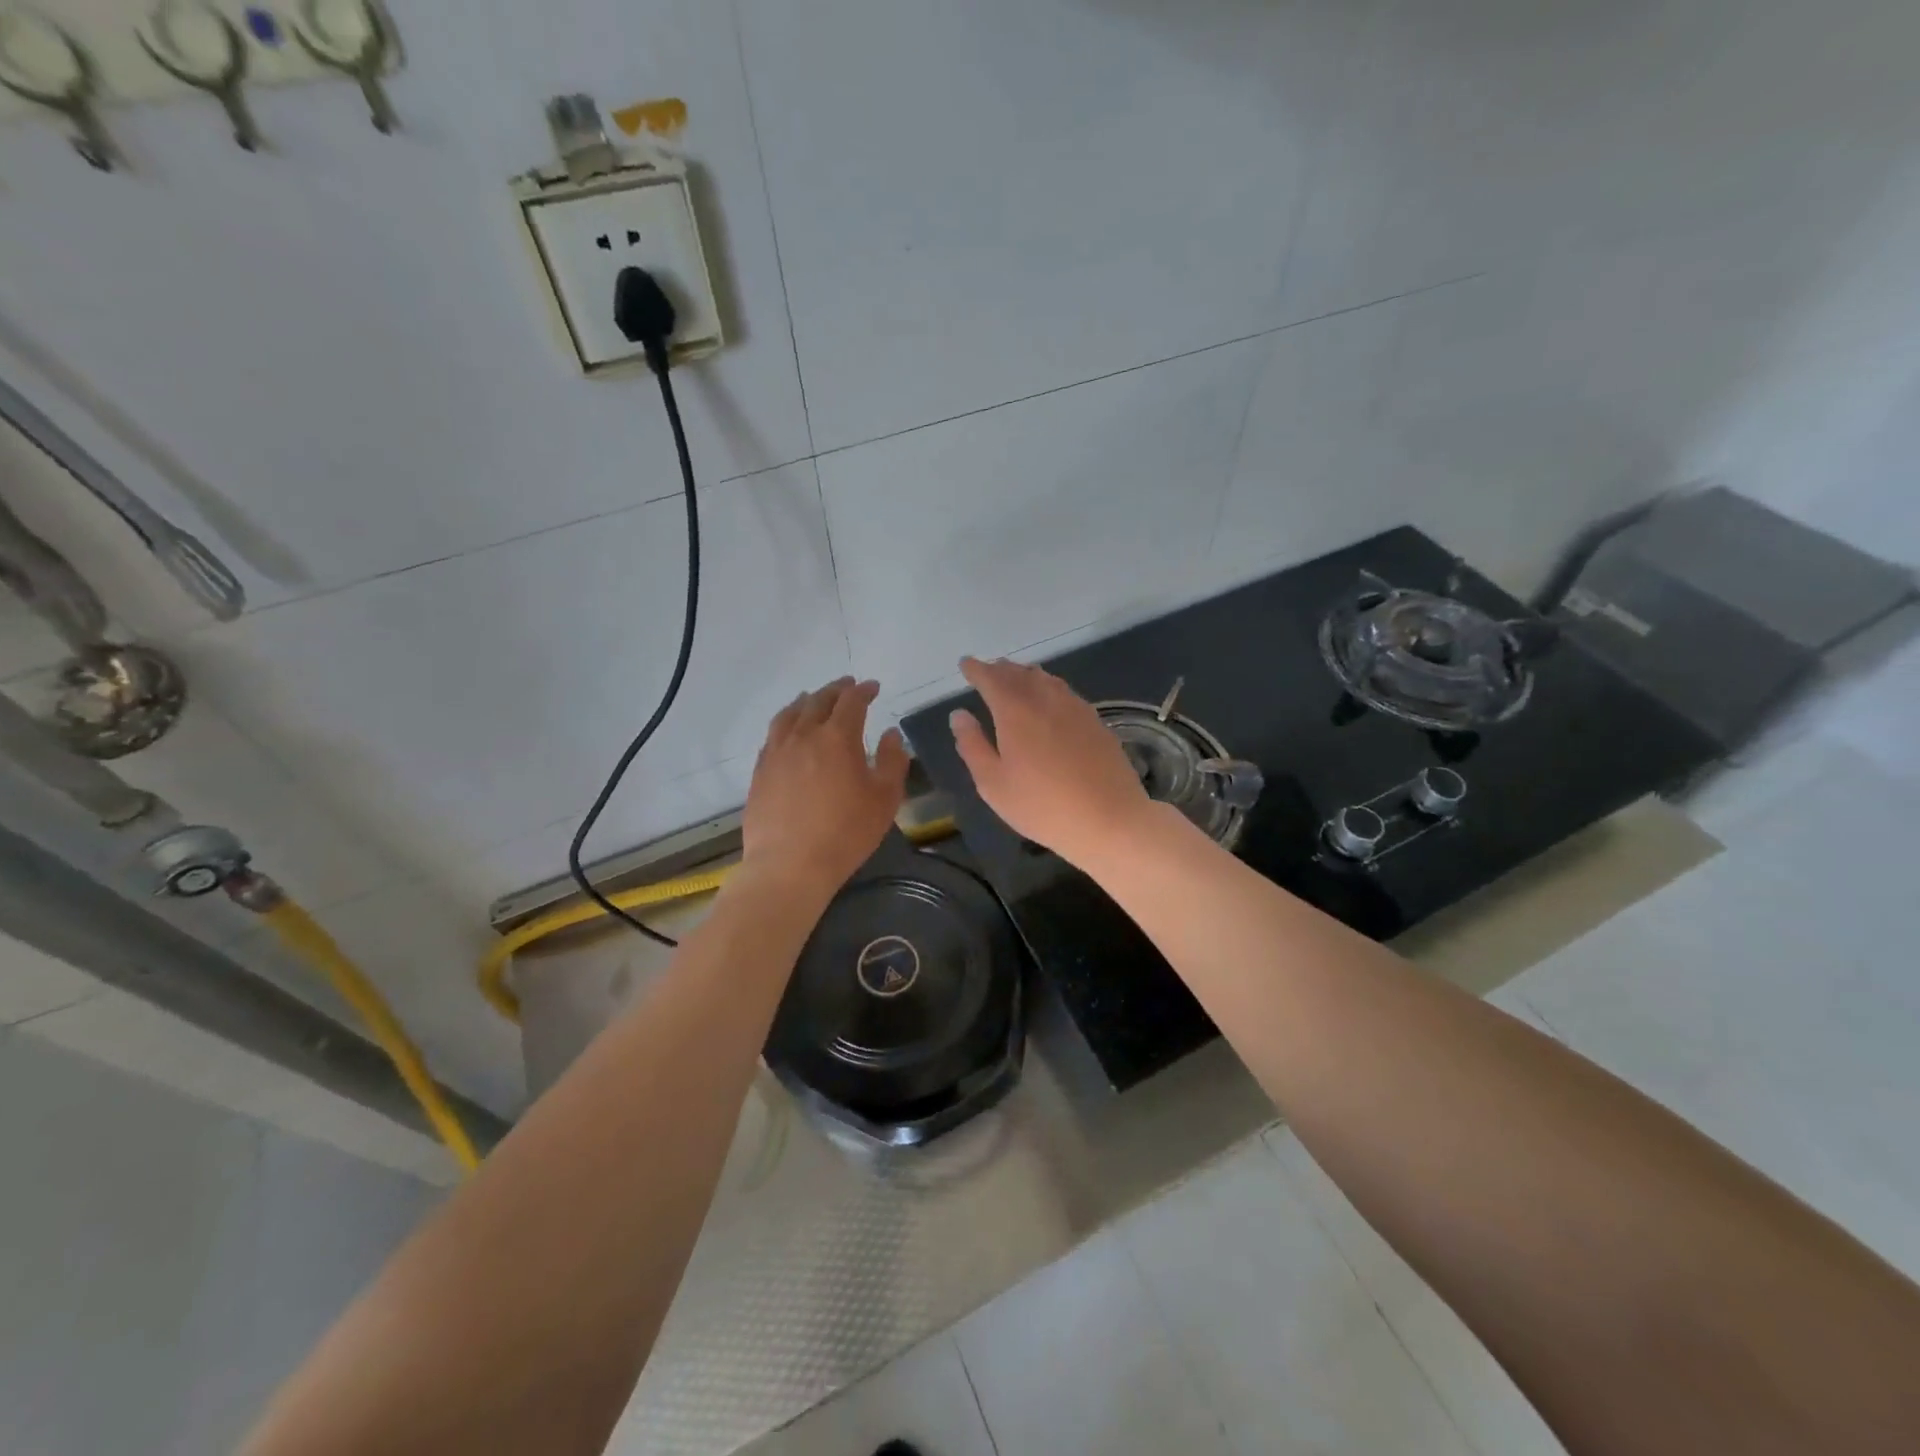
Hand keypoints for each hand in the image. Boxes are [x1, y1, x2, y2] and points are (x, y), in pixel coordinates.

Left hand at [741, 677, 908, 899]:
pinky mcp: (760, 771)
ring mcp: (777, 752)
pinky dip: (785, 722)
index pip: (852, 702)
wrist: (790, 864)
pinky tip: (788, 731)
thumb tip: (890, 734)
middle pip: (818, 701)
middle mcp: (804, 736)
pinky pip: (773, 735)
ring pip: (790, 714)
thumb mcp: (885, 798)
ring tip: (813, 698)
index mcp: (837, 737)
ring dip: (806, 701)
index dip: (864, 691)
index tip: (873, 688)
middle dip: (835, 690)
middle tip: (847, 686)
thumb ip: (893, 761)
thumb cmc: (846, 832)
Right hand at [948, 656, 1155, 867]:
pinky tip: (1049, 702)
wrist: (1110, 819)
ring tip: (1015, 681)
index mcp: (1015, 710)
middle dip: (1000, 670)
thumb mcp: (993, 784)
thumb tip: (959, 715)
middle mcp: (1045, 699)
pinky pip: (1065, 692)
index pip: (991, 678)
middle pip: (1019, 673)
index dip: (976, 669)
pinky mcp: (1096, 721)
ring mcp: (1075, 707)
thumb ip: (972, 745)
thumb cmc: (1042, 806)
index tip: (965, 664)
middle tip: (987, 672)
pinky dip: (1048, 688)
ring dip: (1025, 675)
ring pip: (1045, 679)